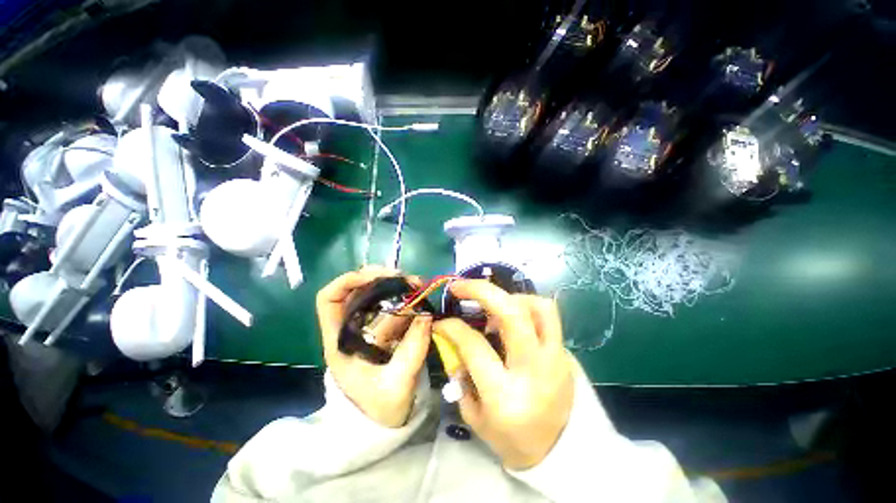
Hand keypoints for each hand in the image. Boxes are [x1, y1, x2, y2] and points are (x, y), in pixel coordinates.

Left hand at [317, 267, 431, 427]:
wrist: (386, 423)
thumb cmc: (381, 410)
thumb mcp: (396, 385)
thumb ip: (412, 351)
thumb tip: (427, 315)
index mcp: (340, 341)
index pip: (329, 299)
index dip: (349, 281)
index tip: (377, 276)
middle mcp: (352, 329)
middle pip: (357, 291)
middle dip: (382, 279)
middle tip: (407, 279)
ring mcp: (370, 329)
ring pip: (378, 297)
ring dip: (398, 288)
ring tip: (419, 286)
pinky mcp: (386, 331)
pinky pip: (395, 309)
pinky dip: (408, 301)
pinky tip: (421, 299)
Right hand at [434, 280, 573, 469]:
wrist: (560, 452)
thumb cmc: (511, 438)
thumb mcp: (474, 416)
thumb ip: (461, 374)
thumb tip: (453, 338)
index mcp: (505, 395)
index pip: (474, 345)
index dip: (452, 327)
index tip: (441, 320)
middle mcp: (533, 370)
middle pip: (512, 313)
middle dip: (481, 290)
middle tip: (461, 286)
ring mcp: (555, 358)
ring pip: (538, 306)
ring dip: (510, 296)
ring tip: (492, 304)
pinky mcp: (565, 352)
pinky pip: (548, 316)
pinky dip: (525, 306)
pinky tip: (510, 316)